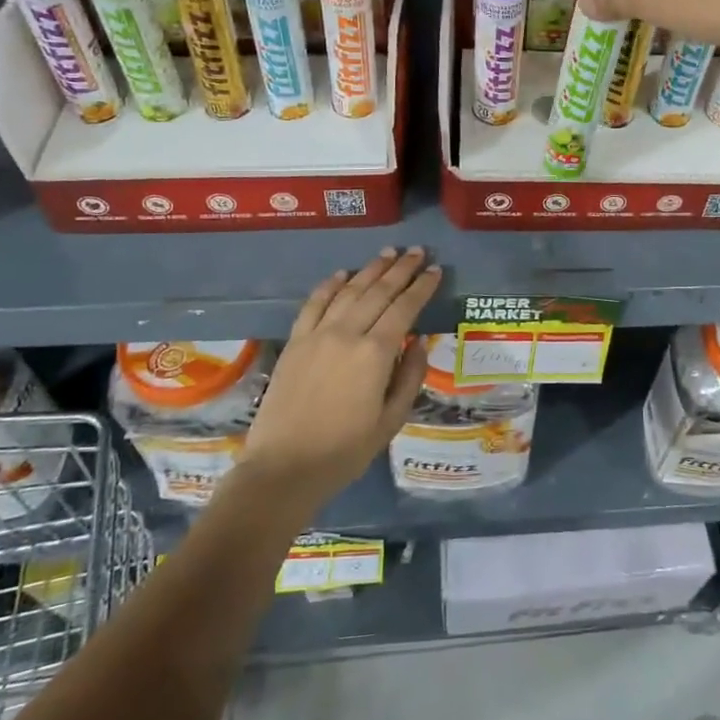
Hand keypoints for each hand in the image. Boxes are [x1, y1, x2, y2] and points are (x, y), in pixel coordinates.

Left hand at [238, 248, 441, 504]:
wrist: (284, 467)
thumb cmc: (345, 451)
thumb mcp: (391, 421)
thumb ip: (409, 378)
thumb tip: (418, 345)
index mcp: (376, 354)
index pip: (404, 308)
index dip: (422, 287)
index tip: (435, 270)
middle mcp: (347, 334)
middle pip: (378, 291)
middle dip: (400, 269)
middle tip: (416, 251)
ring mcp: (317, 335)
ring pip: (348, 291)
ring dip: (370, 270)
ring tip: (388, 254)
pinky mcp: (295, 342)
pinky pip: (314, 304)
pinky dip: (329, 285)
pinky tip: (342, 274)